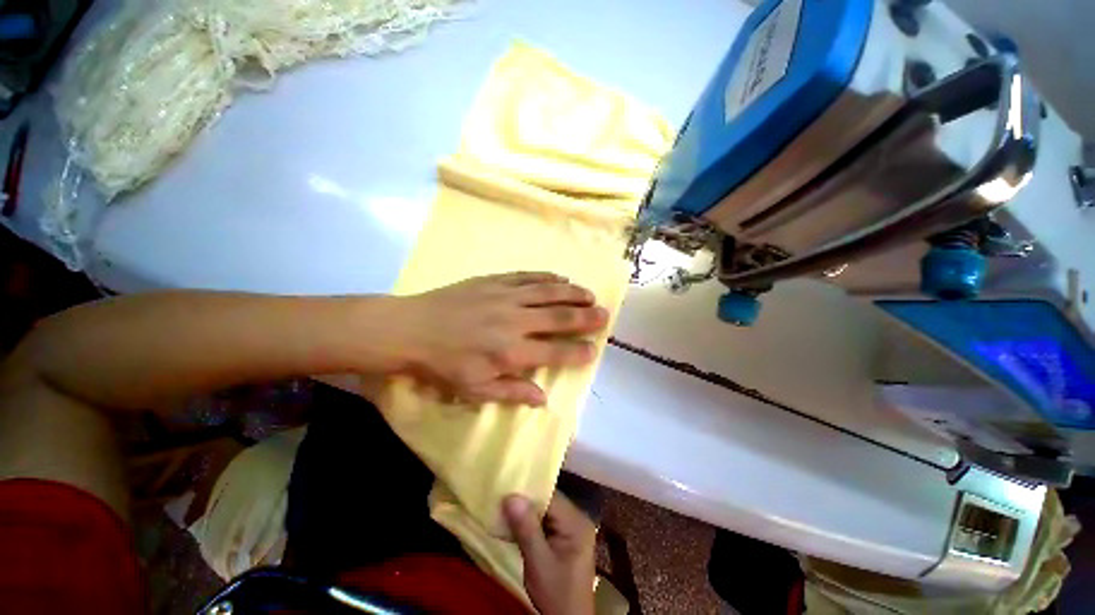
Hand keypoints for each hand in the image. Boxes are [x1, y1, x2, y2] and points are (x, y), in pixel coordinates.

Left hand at [397, 272, 608, 405]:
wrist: (410, 329)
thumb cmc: (442, 365)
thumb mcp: (474, 389)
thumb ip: (512, 392)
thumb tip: (543, 398)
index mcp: (510, 353)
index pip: (555, 352)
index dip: (577, 352)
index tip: (594, 350)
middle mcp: (515, 322)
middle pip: (558, 318)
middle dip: (585, 317)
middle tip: (604, 314)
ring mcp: (505, 297)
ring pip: (548, 292)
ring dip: (572, 293)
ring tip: (589, 294)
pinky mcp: (494, 281)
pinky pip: (528, 276)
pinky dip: (547, 277)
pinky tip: (560, 277)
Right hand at [504, 494, 596, 614]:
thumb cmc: (556, 594)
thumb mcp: (538, 563)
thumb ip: (526, 529)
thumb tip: (511, 496)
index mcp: (576, 522)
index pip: (550, 496)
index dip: (529, 491)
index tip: (507, 488)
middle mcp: (577, 518)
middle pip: (548, 501)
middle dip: (526, 500)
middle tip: (502, 496)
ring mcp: (572, 527)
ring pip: (545, 509)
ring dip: (526, 511)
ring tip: (504, 506)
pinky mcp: (565, 536)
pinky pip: (545, 520)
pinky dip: (530, 522)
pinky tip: (514, 523)